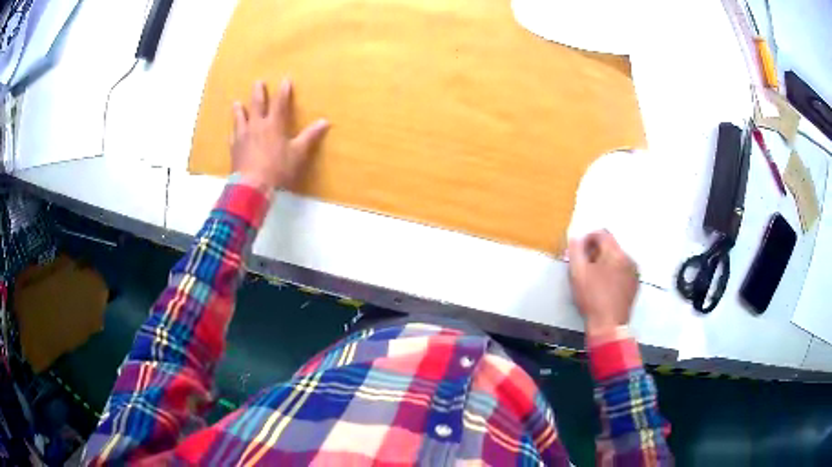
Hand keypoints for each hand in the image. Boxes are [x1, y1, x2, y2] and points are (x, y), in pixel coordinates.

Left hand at [231, 79, 329, 191]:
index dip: (283, 91)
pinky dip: (234, 131)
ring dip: (240, 109)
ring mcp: (243, 136)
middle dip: (259, 92)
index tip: (285, 80)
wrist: (252, 186)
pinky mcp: (234, 148)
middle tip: (258, 82)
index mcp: (274, 125)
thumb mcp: (298, 153)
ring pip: (241, 118)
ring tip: (237, 102)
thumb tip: (325, 121)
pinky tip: (233, 130)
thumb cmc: (278, 168)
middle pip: (257, 105)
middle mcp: (257, 126)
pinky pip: (233, 136)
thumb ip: (310, 136)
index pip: (280, 103)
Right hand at [567, 230, 638, 336]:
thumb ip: (575, 251)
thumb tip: (576, 239)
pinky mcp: (635, 284)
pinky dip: (614, 272)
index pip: (602, 233)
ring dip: (605, 262)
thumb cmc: (592, 298)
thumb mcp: (577, 273)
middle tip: (585, 266)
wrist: (609, 325)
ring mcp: (634, 272)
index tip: (579, 252)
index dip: (588, 239)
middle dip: (596, 252)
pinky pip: (623, 270)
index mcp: (615, 252)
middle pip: (610, 246)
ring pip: (617, 258)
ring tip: (595, 278)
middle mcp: (628, 258)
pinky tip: (605, 286)